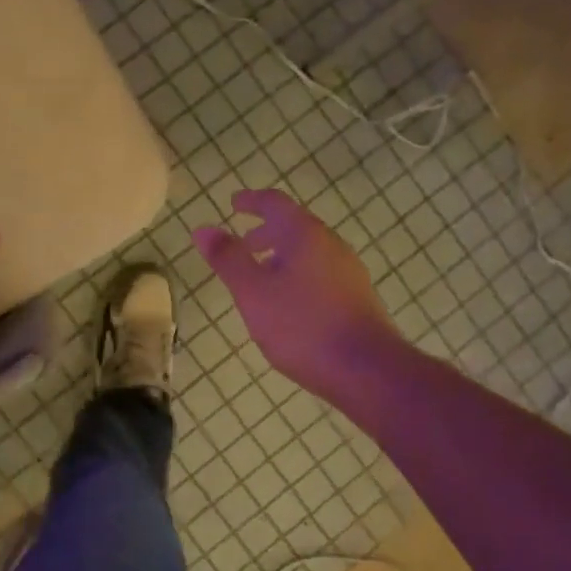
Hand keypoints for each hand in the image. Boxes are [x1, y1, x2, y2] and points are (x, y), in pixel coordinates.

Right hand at [193, 190, 399, 403]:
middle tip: (242, 244)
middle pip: (295, 227)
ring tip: (260, 276)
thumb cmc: (302, 326)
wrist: (366, 370)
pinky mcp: (356, 297)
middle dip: (265, 232)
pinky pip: (320, 272)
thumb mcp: (253, 292)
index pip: (275, 204)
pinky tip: (288, 303)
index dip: (251, 201)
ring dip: (281, 255)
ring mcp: (348, 272)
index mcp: (305, 235)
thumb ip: (228, 259)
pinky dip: (297, 274)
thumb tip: (203, 228)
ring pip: (309, 252)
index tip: (234, 204)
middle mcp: (331, 245)